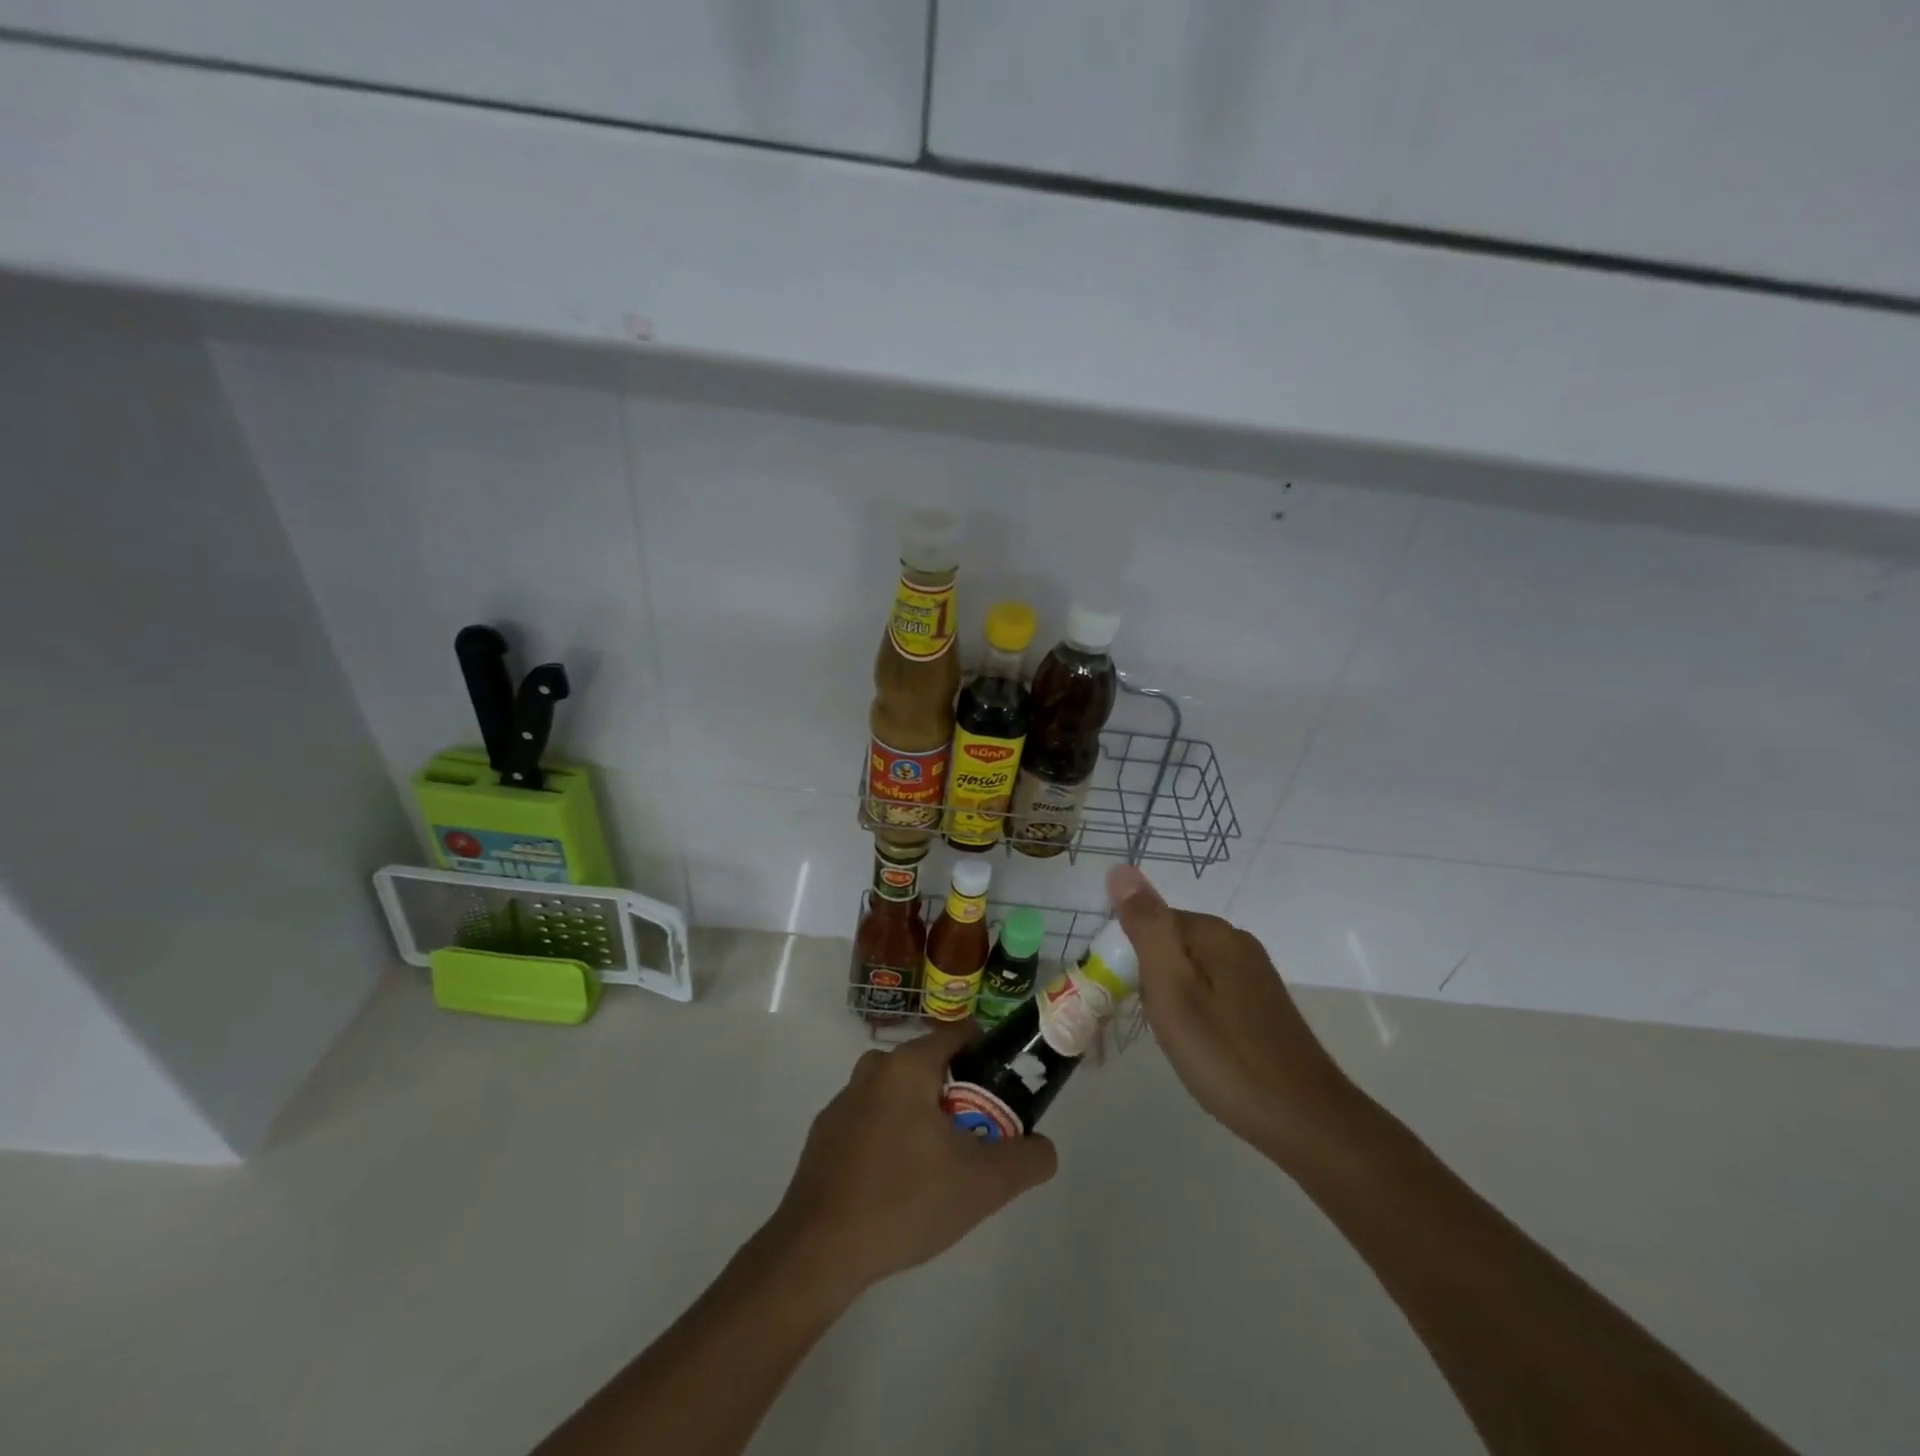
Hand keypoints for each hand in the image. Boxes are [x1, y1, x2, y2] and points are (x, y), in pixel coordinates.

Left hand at [766, 1021, 1057, 1301]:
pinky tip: (899, 1185)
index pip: (960, 1034)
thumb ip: (1027, 1159)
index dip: (990, 1055)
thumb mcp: (983, 1184)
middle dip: (960, 1095)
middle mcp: (872, 1069)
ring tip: (942, 1168)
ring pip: (900, 1095)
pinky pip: (873, 1121)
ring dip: (925, 1118)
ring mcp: (843, 1102)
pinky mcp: (825, 1135)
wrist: (817, 1253)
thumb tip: (1044, 1148)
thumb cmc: (904, 1201)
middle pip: (931, 1067)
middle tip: (979, 1137)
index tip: (1007, 1089)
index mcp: (907, 1065)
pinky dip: (893, 1138)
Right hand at [1107, 864, 1356, 1161]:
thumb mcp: (1173, 989)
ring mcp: (1254, 975)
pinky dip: (1193, 1010)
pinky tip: (1197, 1043)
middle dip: (1148, 975)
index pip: (1150, 920)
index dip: (1127, 954)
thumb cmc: (1226, 1055)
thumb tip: (1121, 869)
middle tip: (1148, 1020)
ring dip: (1169, 995)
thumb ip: (1146, 928)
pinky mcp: (1261, 1005)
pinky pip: (1210, 990)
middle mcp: (1237, 943)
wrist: (1306, 1122)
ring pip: (1189, 969)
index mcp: (1215, 933)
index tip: (1121, 993)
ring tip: (1170, 1037)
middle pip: (1170, 943)